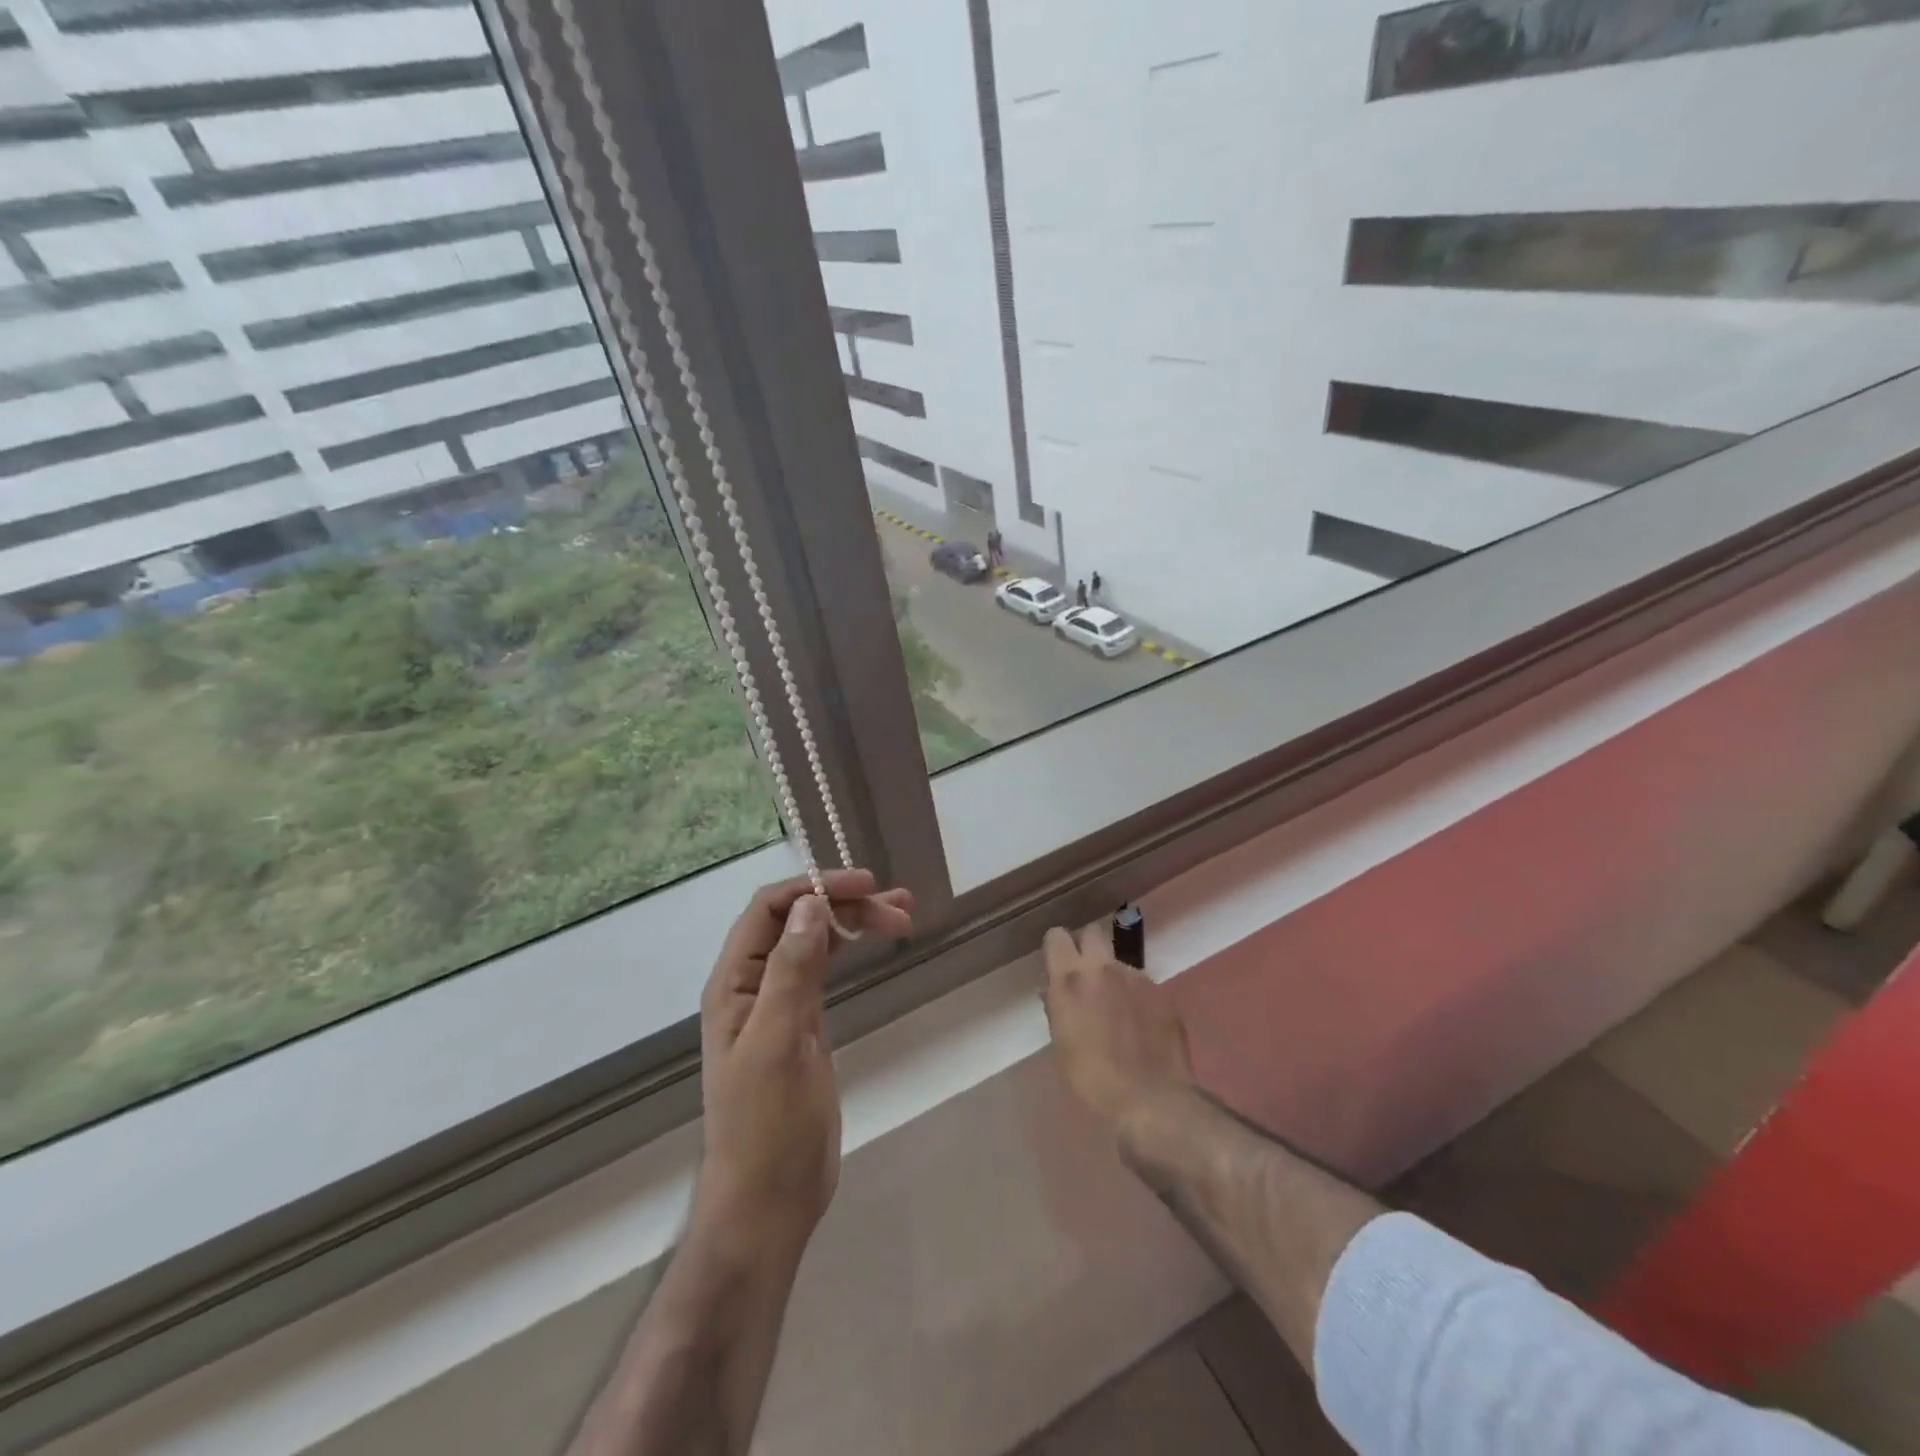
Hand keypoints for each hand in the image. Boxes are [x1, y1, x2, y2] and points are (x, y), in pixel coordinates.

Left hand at [695, 870, 913, 1256]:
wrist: (769, 1201)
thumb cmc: (766, 1125)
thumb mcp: (778, 1043)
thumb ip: (791, 971)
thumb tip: (811, 904)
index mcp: (734, 983)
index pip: (769, 909)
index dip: (814, 887)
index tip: (866, 884)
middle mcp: (754, 984)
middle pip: (798, 921)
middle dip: (845, 904)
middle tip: (900, 907)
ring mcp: (780, 1003)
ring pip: (816, 942)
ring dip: (854, 921)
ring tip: (904, 912)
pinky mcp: (804, 1024)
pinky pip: (825, 970)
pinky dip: (851, 950)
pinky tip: (875, 941)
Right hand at [1041, 925, 1193, 1130]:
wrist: (1151, 1098)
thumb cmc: (1093, 1078)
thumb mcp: (1062, 1044)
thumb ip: (1059, 1008)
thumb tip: (1055, 993)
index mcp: (1071, 979)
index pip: (1057, 936)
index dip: (1057, 947)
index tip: (1058, 963)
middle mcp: (1103, 968)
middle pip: (1092, 933)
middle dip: (1088, 947)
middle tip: (1087, 976)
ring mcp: (1137, 977)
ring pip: (1120, 962)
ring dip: (1115, 977)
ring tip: (1120, 1010)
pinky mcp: (1163, 992)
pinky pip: (1143, 984)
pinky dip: (1139, 997)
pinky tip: (1142, 1025)